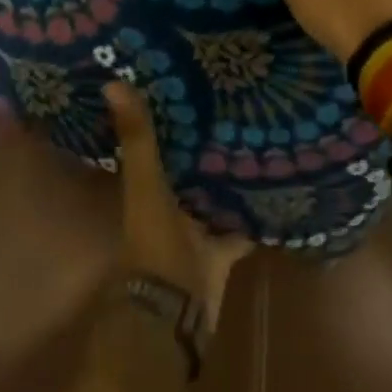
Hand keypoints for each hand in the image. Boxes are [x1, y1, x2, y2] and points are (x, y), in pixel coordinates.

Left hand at [106, 82, 251, 332]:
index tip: (196, 81)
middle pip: (192, 167)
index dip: (174, 114)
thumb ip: (137, 140)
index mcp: (151, 186)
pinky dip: (256, 213)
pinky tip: (280, 189)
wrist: (174, 311)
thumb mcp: (146, 185)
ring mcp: (199, 229)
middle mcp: (173, 204)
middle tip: (242, 103)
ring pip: (217, 195)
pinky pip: (243, 226)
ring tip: (266, 137)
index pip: (161, 141)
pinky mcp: (222, 250)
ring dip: (233, 175)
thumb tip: (111, 82)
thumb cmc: (155, 243)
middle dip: (211, 141)